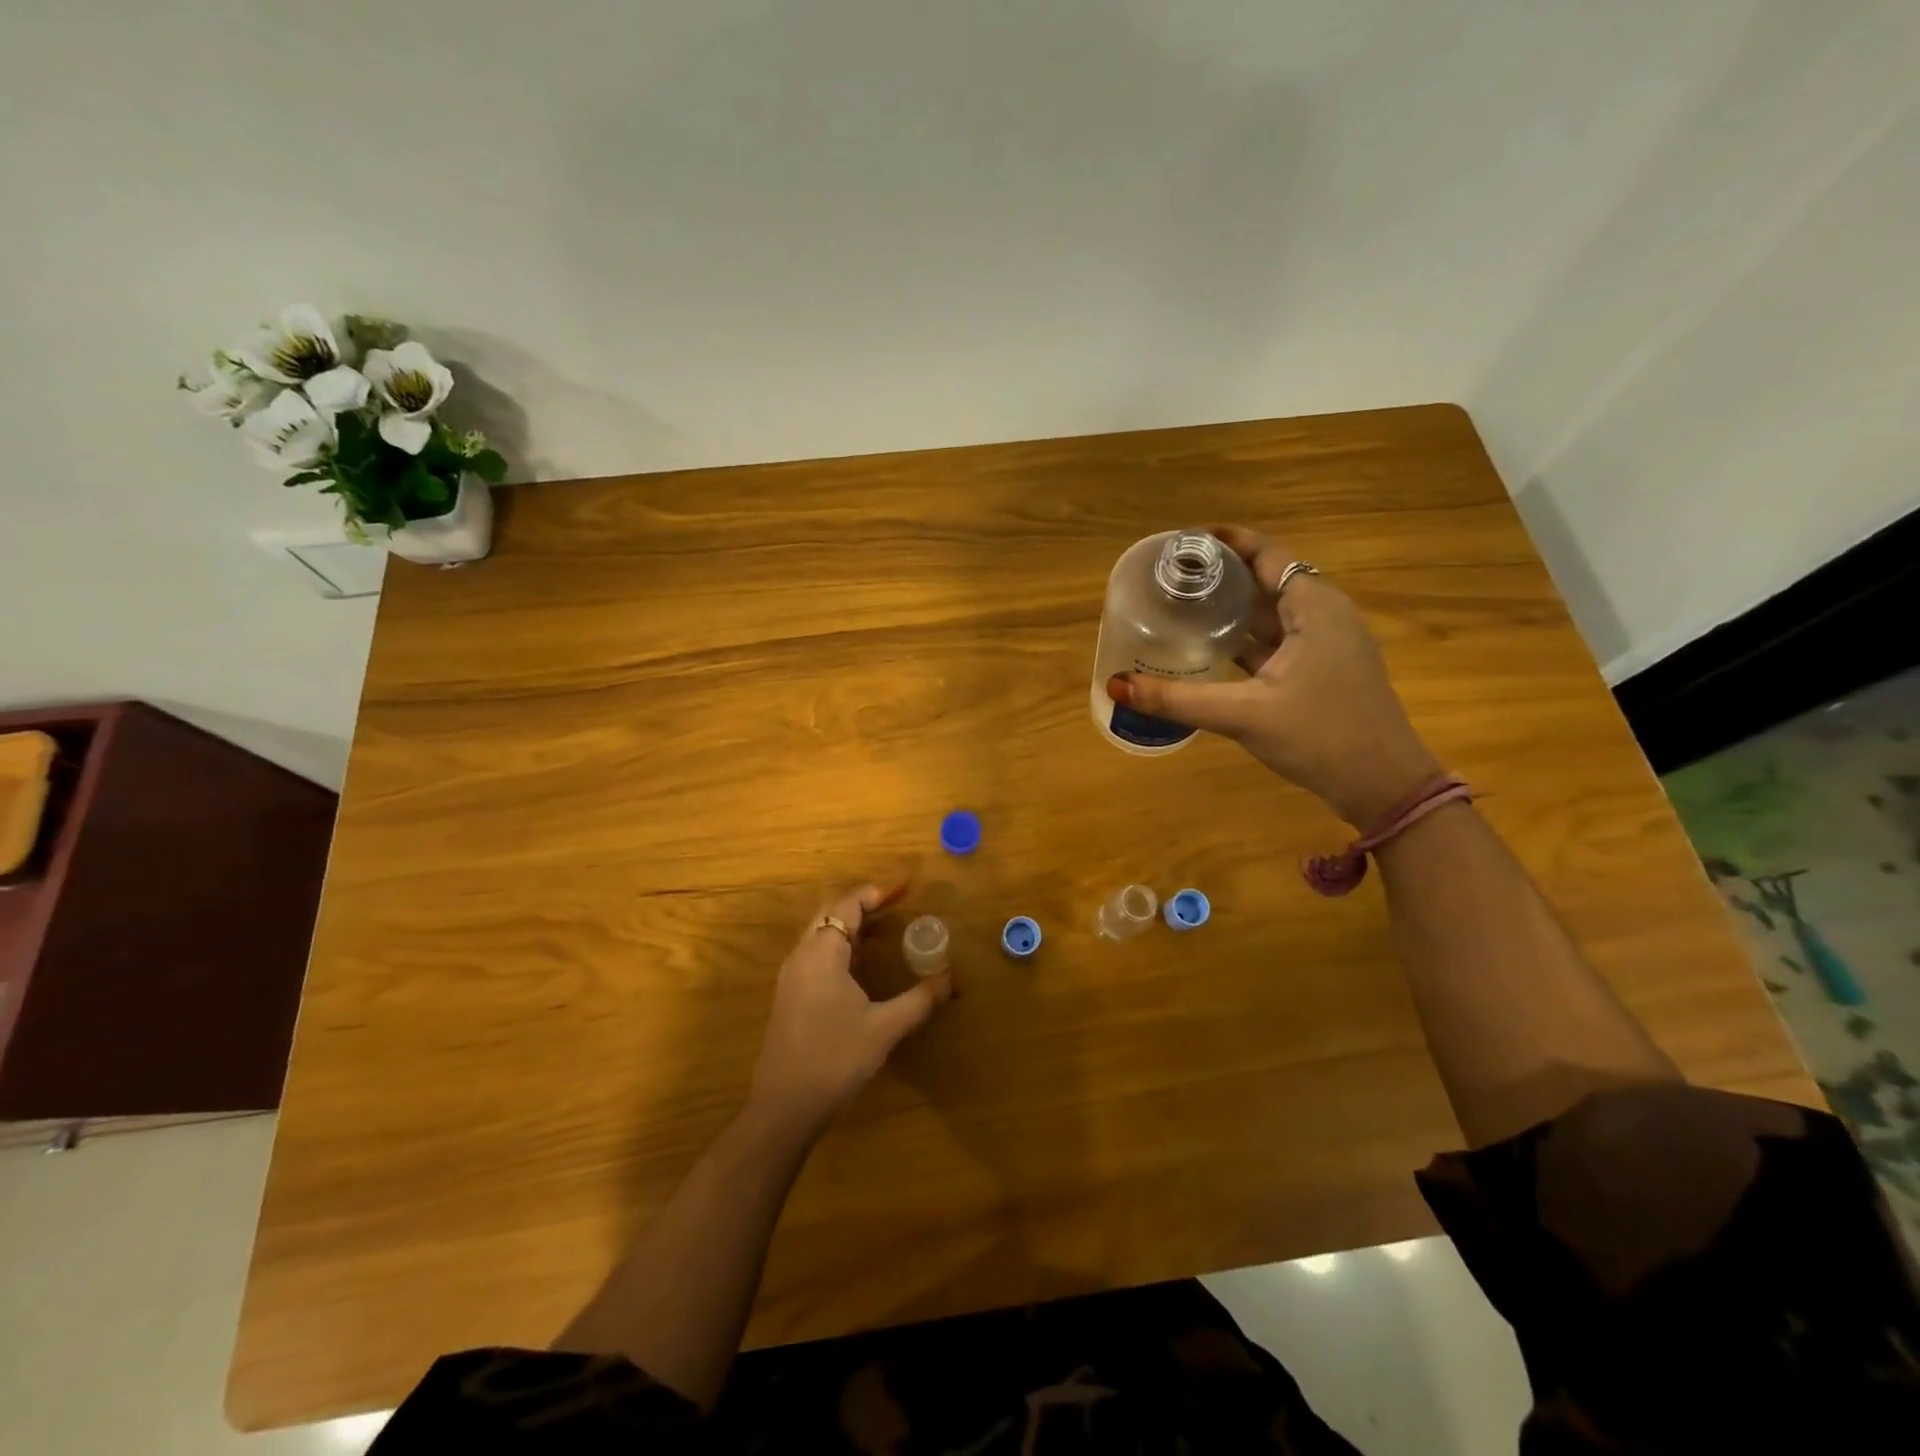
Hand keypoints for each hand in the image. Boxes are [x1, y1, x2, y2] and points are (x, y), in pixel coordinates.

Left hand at [747, 884, 953, 1133]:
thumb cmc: (835, 1059)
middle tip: (896, 905)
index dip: (876, 893)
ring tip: (884, 930)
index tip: (905, 889)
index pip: (847, 906)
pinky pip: (816, 954)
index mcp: (822, 954)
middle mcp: (802, 956)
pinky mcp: (790, 996)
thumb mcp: (884, 1029)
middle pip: (830, 913)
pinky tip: (861, 965)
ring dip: (851, 926)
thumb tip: (952, 978)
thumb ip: (920, 1000)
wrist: (784, 1107)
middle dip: (863, 904)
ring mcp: (792, 977)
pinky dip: (840, 946)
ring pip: (820, 934)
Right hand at [1106, 525, 1441, 827]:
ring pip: (1272, 614)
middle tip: (1172, 578)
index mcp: (1314, 607)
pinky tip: (1212, 649)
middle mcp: (1324, 615)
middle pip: (1267, 580)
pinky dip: (1247, 639)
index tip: (1184, 543)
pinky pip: (1278, 641)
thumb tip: (1116, 685)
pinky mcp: (1323, 671)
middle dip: (1222, 576)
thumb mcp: (1244, 715)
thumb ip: (1178, 699)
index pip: (1267, 554)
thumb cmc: (1320, 736)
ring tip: (1183, 606)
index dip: (1227, 542)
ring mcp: (1327, 645)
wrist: (1383, 786)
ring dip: (1232, 609)